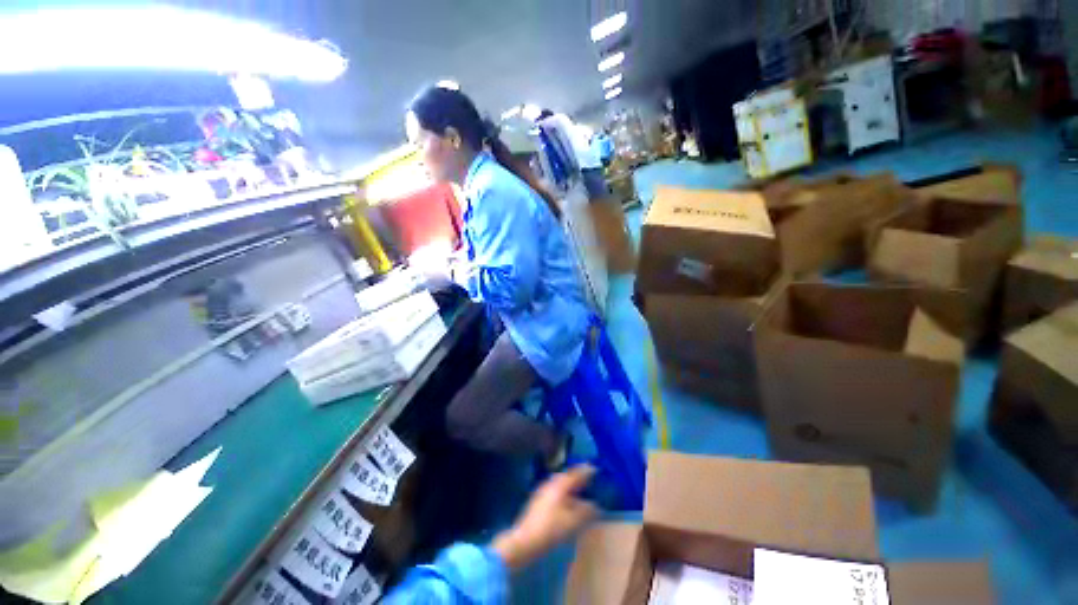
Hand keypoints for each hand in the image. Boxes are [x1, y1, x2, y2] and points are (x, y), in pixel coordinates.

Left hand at [491, 465, 597, 570]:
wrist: (525, 540)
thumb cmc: (550, 529)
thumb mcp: (573, 521)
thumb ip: (586, 511)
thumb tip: (595, 505)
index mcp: (560, 484)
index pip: (576, 473)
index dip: (586, 470)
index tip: (596, 468)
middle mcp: (551, 483)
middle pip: (567, 476)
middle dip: (578, 476)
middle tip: (589, 479)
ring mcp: (543, 491)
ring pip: (560, 483)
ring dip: (571, 484)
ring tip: (581, 489)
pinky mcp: (539, 500)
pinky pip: (555, 490)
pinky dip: (564, 491)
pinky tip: (568, 501)